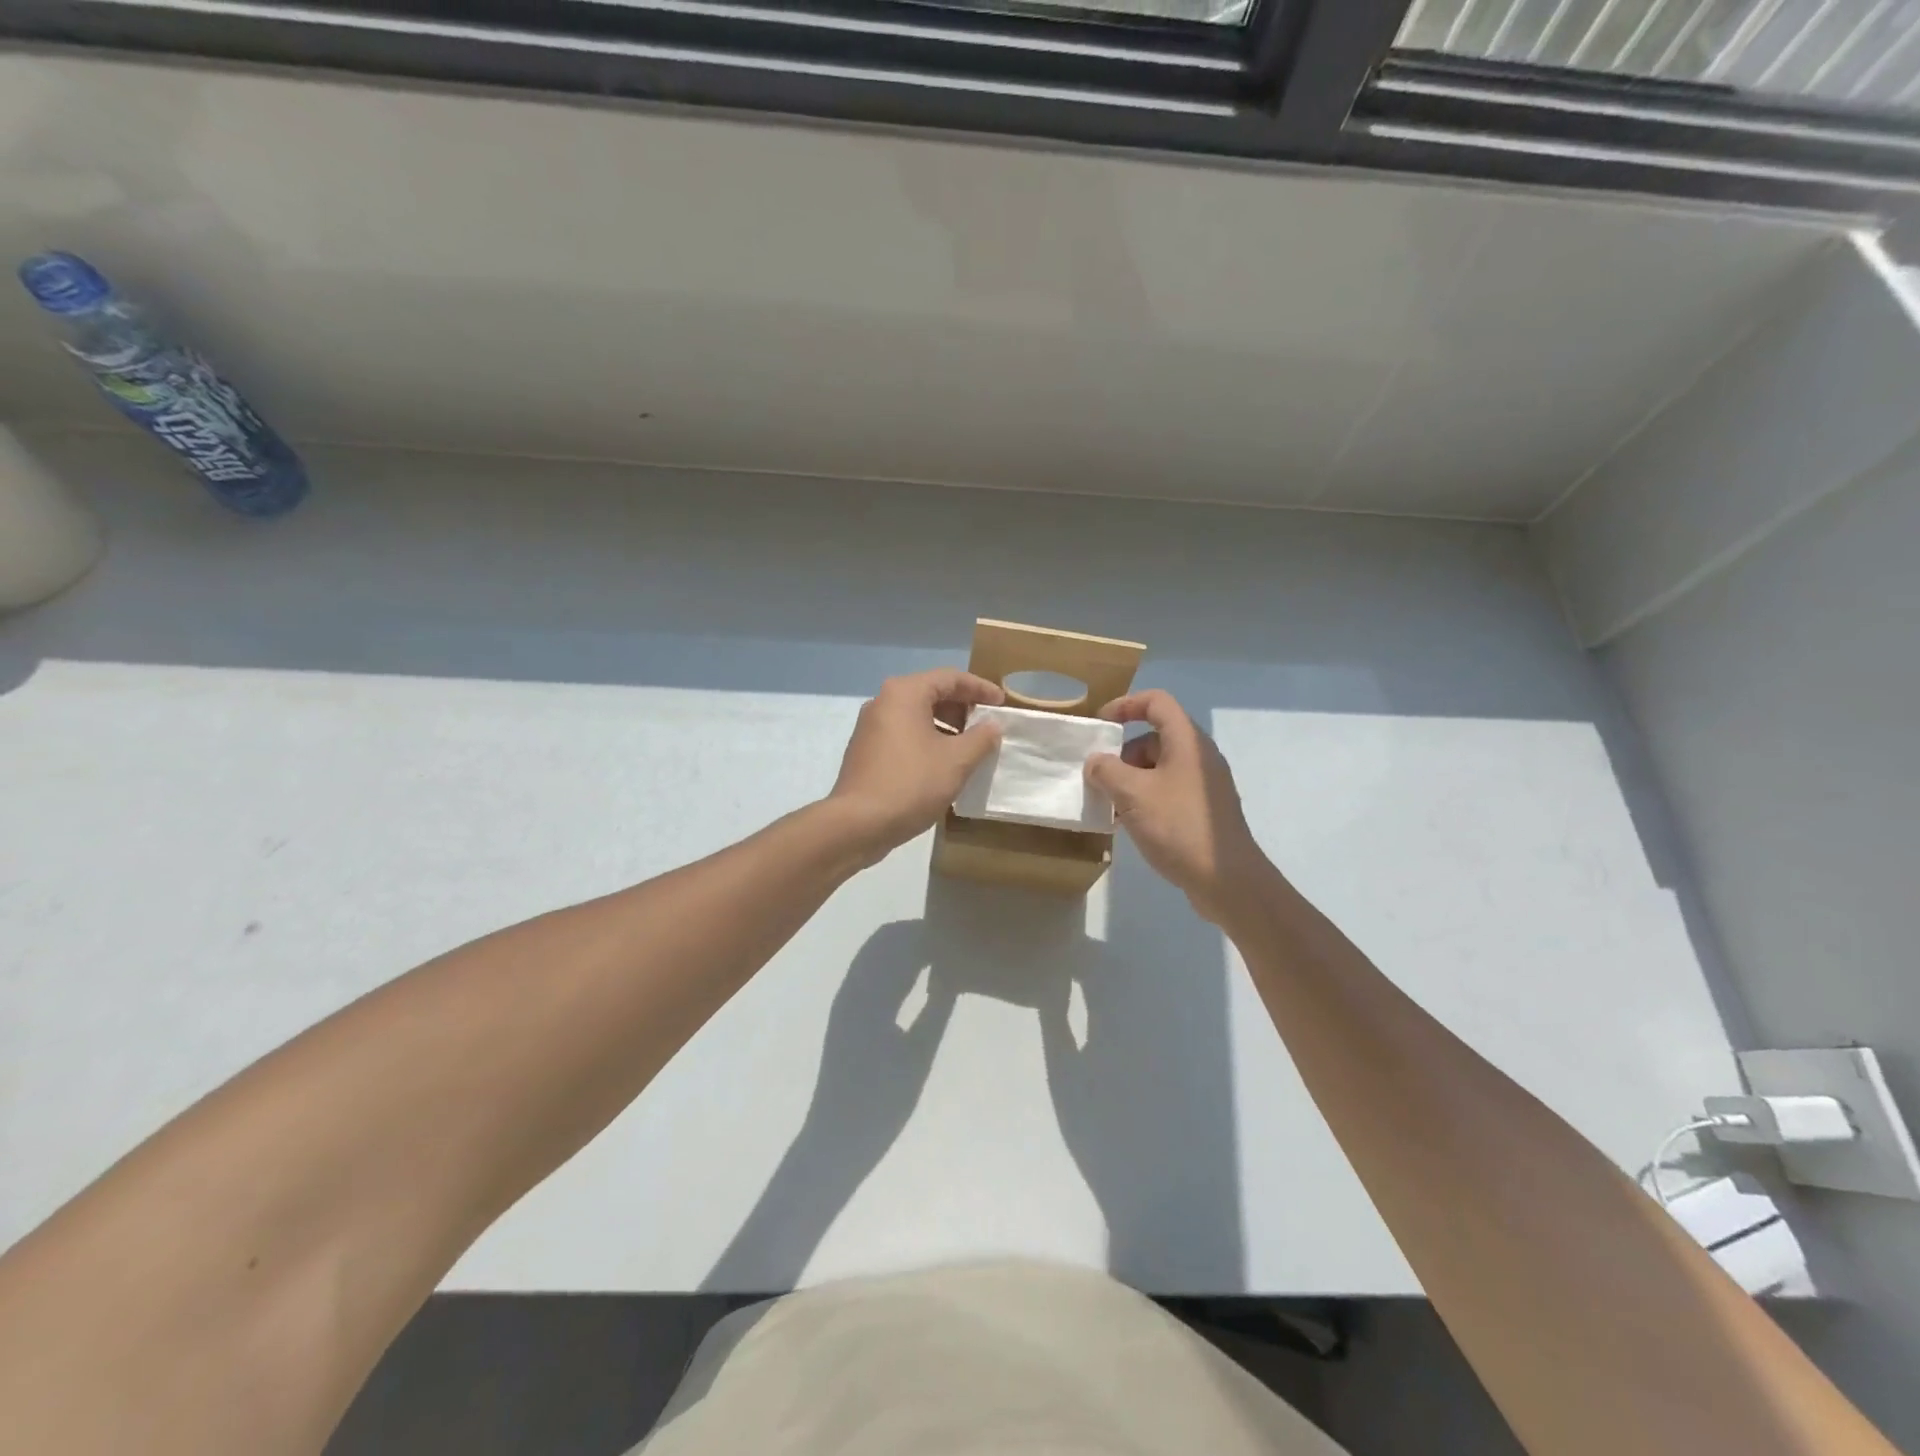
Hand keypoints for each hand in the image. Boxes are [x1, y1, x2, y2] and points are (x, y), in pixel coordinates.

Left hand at [827, 669, 1004, 860]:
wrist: (857, 824)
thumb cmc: (911, 783)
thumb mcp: (956, 761)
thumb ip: (981, 738)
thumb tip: (992, 725)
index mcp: (904, 693)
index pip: (950, 678)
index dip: (981, 688)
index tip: (1002, 704)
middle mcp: (883, 702)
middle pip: (931, 693)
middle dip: (963, 708)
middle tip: (987, 726)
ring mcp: (870, 727)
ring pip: (917, 716)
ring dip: (946, 727)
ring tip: (970, 748)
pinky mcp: (866, 750)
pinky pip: (904, 734)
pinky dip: (927, 740)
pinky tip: (943, 764)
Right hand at [1085, 690, 1273, 922]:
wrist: (1227, 880)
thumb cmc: (1178, 826)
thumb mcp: (1132, 794)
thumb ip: (1106, 771)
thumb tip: (1096, 762)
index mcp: (1187, 741)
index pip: (1156, 702)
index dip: (1125, 705)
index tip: (1100, 726)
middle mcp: (1199, 757)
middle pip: (1154, 738)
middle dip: (1122, 754)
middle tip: (1100, 779)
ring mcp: (1204, 785)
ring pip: (1158, 768)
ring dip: (1130, 781)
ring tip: (1110, 807)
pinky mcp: (1203, 810)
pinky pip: (1168, 792)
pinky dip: (1145, 799)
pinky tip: (1129, 825)